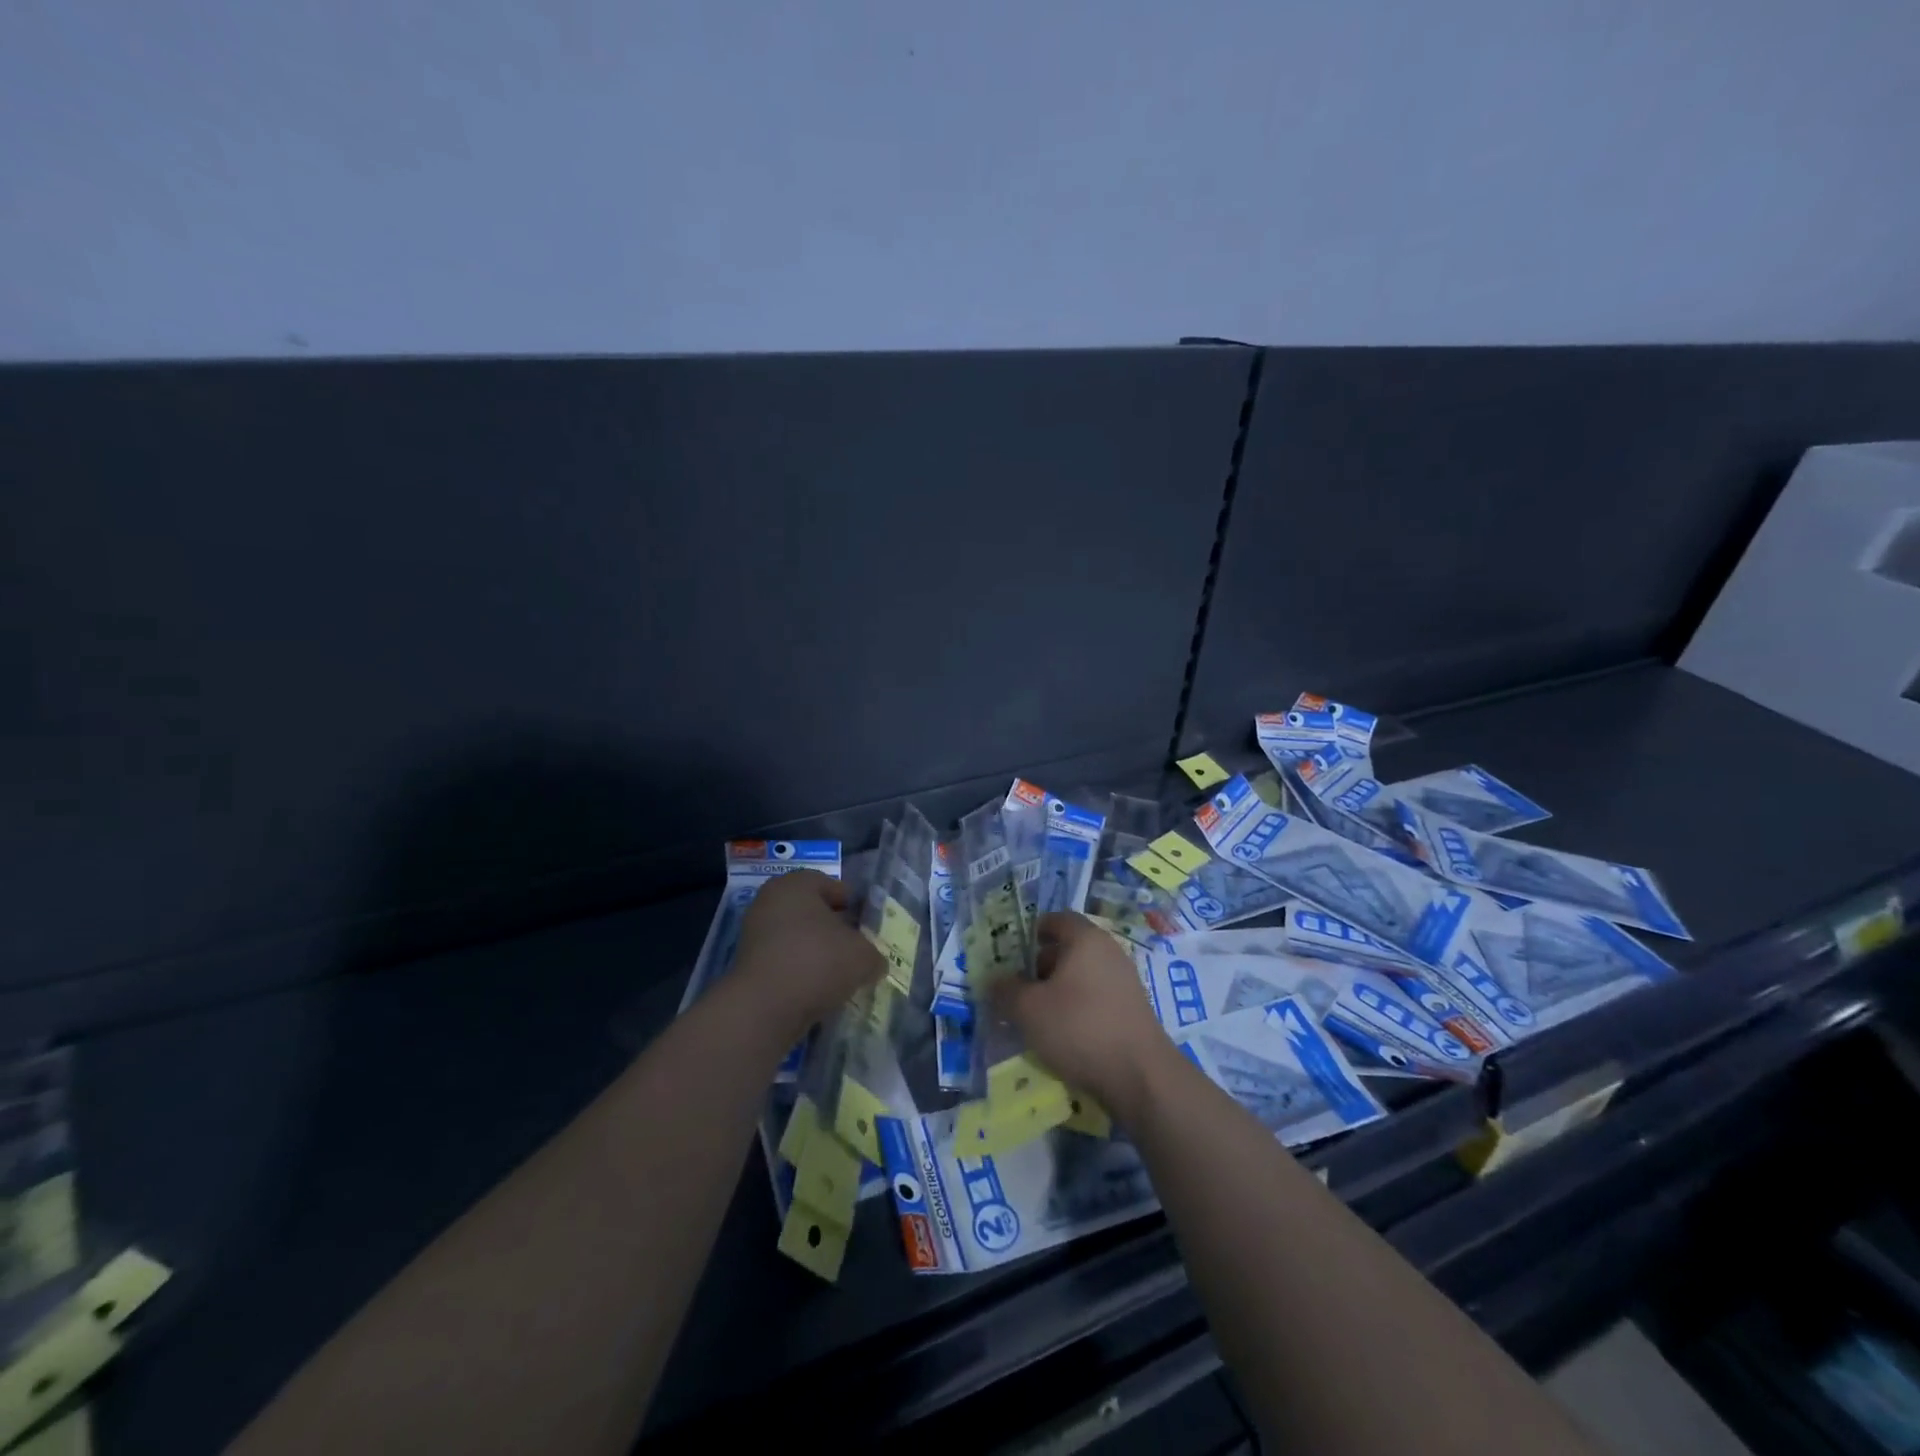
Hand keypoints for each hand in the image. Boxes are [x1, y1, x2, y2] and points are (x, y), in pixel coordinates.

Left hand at [731, 870, 884, 1033]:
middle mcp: (770, 901)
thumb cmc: (817, 962)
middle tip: (856, 949)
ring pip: (797, 938)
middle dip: (834, 930)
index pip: (830, 885)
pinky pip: (783, 961)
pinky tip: (817, 990)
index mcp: (795, 884)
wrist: (764, 1008)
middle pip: (811, 912)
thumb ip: (873, 954)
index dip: (852, 904)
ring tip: (840, 975)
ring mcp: (754, 934)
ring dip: (817, 953)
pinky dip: (800, 972)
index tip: (866, 926)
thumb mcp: (862, 956)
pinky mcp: (747, 965)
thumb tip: (873, 963)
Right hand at [989, 911, 1174, 1126]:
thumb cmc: (1079, 1028)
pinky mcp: (1132, 1010)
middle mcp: (1109, 952)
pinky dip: (1077, 1009)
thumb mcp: (1028, 1009)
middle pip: (1068, 949)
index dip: (1032, 931)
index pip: (1057, 919)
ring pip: (1081, 977)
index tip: (1012, 953)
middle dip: (1040, 967)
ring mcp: (1125, 981)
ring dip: (1057, 992)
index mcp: (1086, 939)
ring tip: (1036, 1018)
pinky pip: (1096, 998)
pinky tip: (1063, 1036)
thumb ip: (1006, 990)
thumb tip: (995, 980)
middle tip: (1017, 990)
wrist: (1140, 1076)